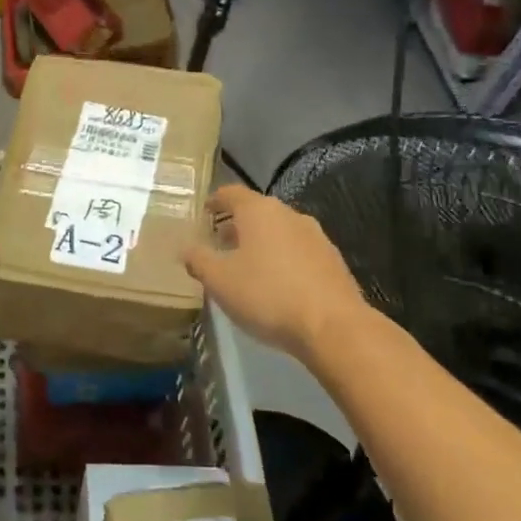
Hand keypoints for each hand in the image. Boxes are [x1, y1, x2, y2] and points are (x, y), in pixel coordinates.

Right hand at [182, 185, 371, 362]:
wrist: (334, 327)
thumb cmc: (267, 295)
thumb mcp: (219, 280)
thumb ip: (198, 260)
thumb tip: (186, 249)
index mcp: (259, 211)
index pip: (231, 193)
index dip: (214, 201)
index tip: (204, 214)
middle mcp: (289, 215)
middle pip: (257, 211)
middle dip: (237, 225)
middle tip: (220, 244)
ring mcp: (316, 237)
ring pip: (280, 231)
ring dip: (261, 243)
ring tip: (246, 267)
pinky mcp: (333, 261)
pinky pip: (299, 252)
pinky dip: (283, 260)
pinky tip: (277, 284)